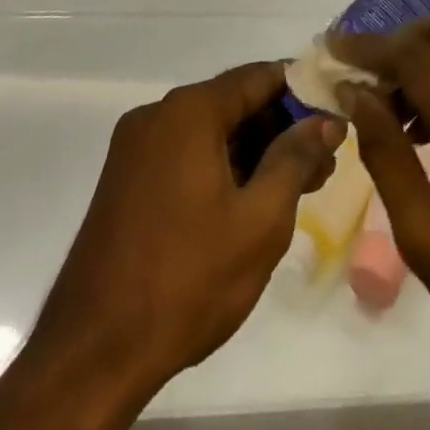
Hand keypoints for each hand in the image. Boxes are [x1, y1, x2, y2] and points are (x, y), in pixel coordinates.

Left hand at [0, 62, 343, 429]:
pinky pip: (185, 153)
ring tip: (296, 186)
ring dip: (253, 150)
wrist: (94, 353)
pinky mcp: (125, 179)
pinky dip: (220, 166)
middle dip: (280, 127)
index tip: (335, 115)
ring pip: (210, 131)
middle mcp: (158, 115)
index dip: (303, 92)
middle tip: (322, 163)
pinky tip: (249, 199)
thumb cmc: (188, 279)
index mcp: (190, 110)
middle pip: (233, 102)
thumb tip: (326, 119)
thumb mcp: (260, 219)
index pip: (259, 76)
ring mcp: (135, 147)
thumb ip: (296, 157)